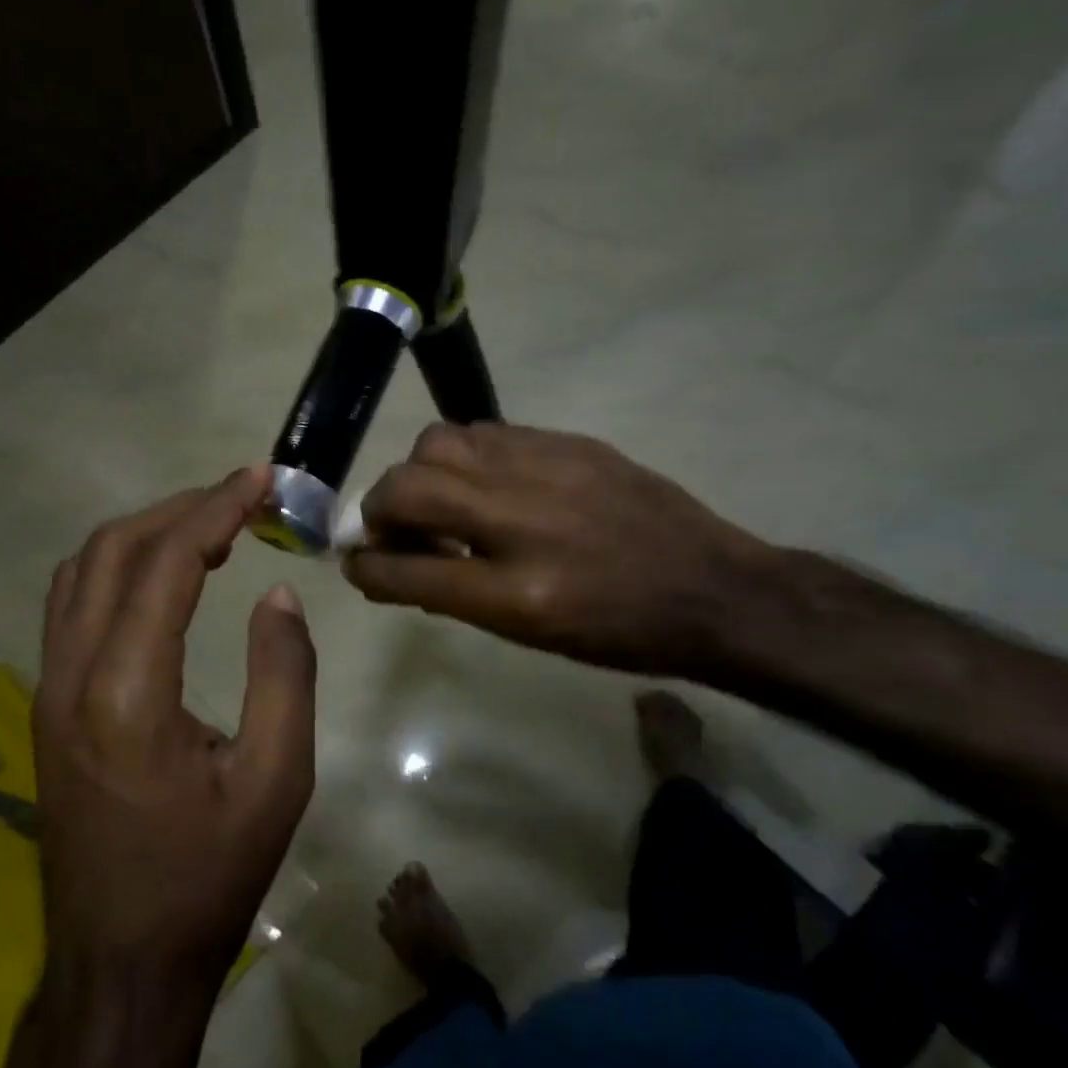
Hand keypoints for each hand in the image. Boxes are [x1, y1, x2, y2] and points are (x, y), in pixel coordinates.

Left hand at [33, 466, 316, 1000]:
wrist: (121, 962)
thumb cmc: (207, 876)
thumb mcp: (276, 781)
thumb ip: (284, 676)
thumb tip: (277, 595)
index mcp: (127, 691)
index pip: (167, 563)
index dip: (216, 509)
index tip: (260, 480)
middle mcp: (71, 675)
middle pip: (113, 551)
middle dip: (179, 508)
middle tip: (239, 497)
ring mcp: (48, 690)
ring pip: (82, 572)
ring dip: (143, 534)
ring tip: (206, 526)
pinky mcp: (47, 708)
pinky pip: (73, 607)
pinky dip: (117, 568)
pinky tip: (160, 578)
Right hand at [343, 423, 767, 677]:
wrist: (713, 589)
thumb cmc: (618, 633)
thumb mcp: (529, 634)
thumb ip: (453, 594)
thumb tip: (395, 566)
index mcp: (515, 593)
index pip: (405, 571)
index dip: (365, 566)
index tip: (354, 562)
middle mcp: (520, 521)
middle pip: (407, 489)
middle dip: (378, 510)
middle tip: (391, 529)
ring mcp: (545, 470)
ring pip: (439, 443)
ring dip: (419, 474)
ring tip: (438, 499)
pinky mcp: (567, 441)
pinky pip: (485, 432)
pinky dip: (464, 458)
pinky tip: (484, 481)